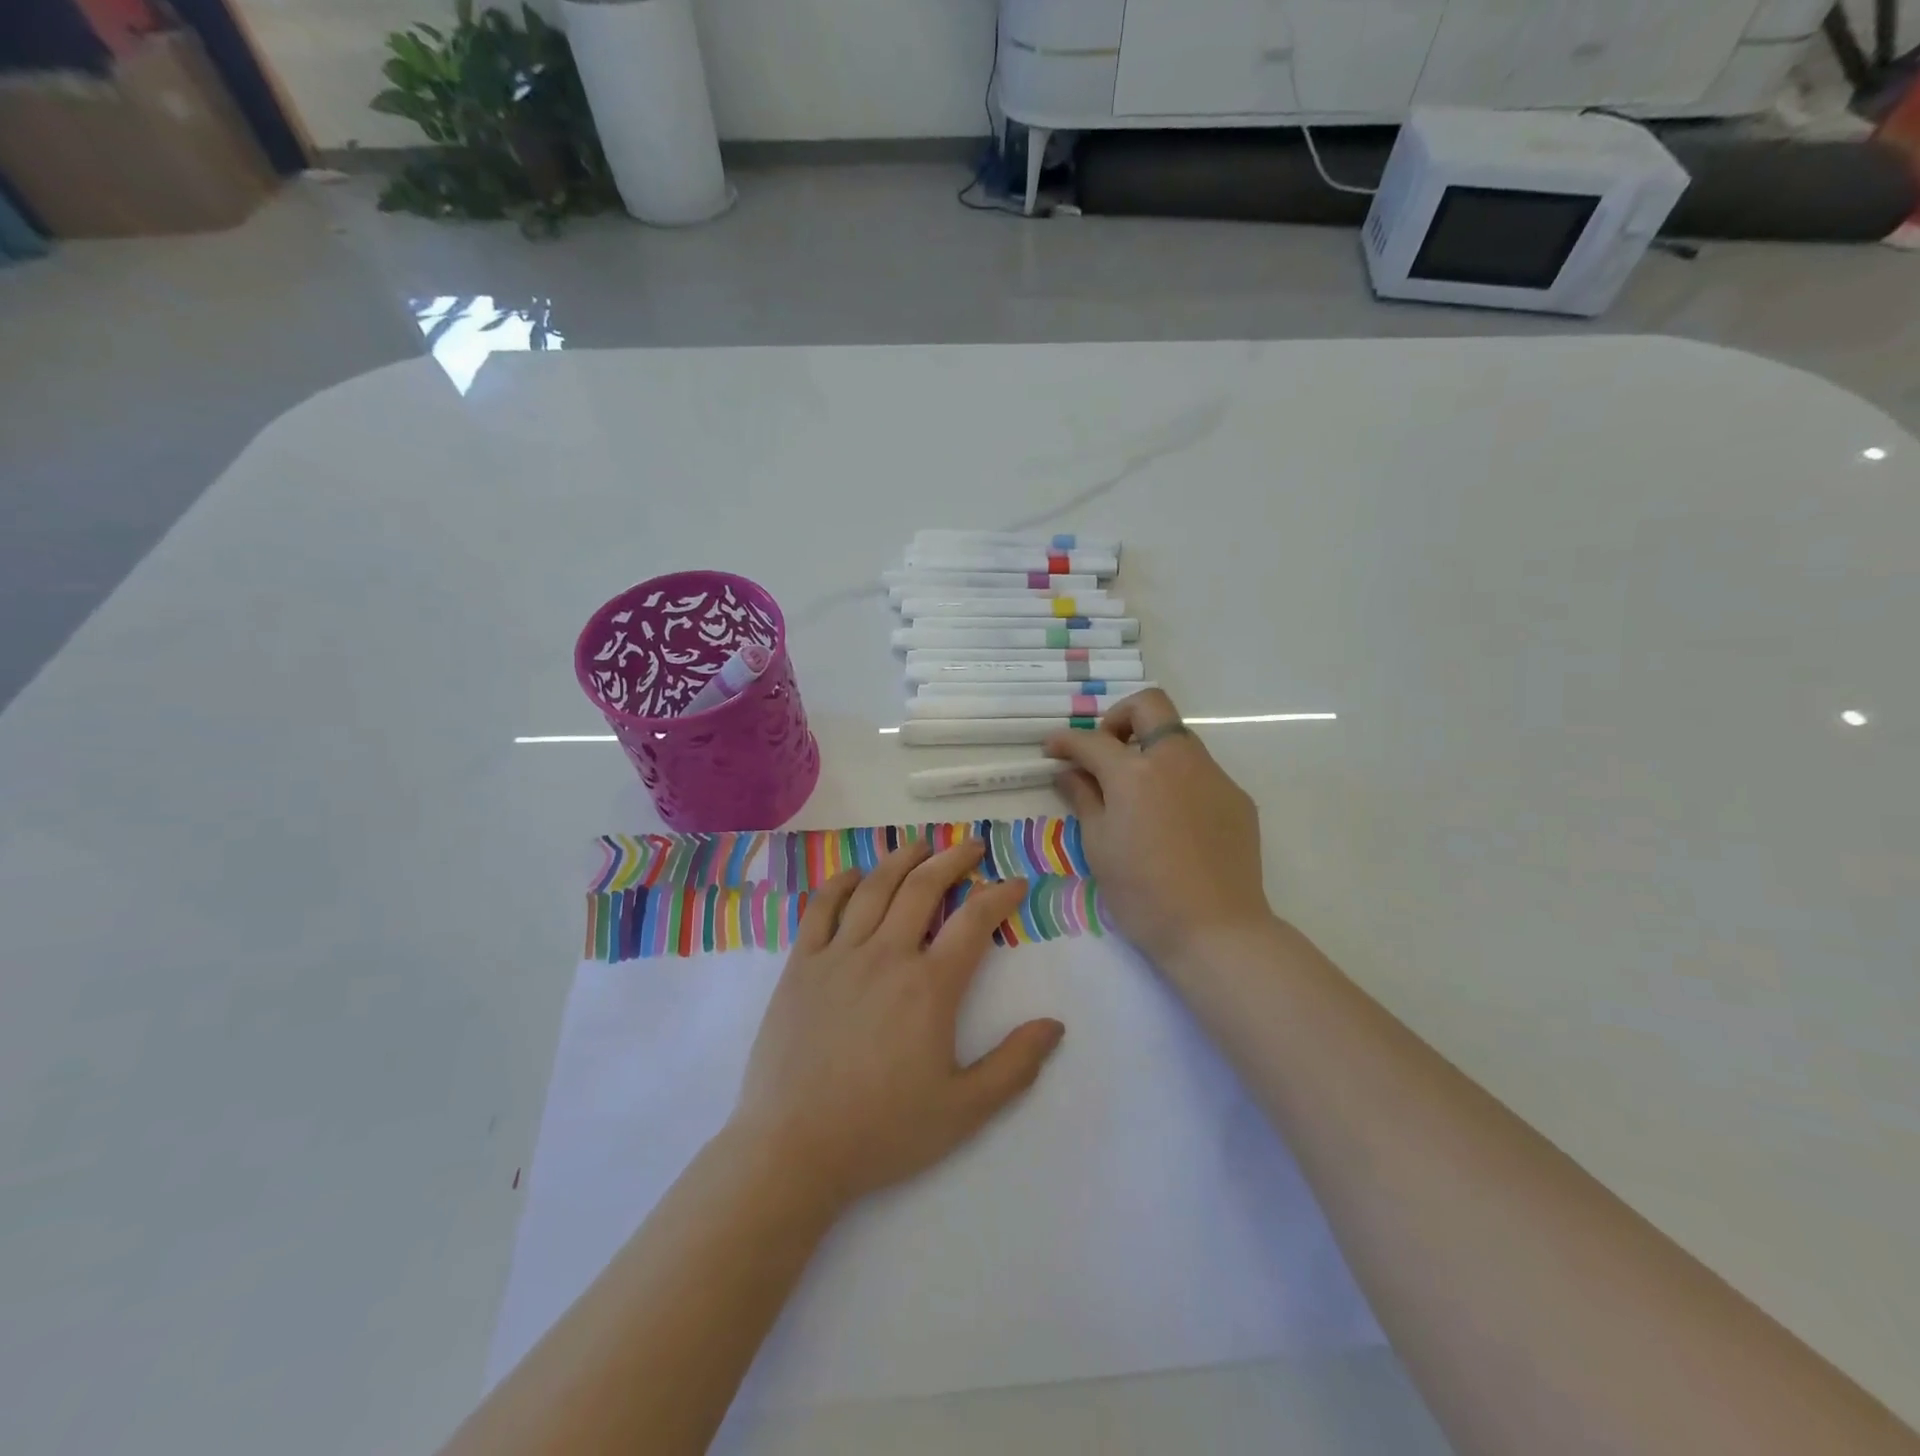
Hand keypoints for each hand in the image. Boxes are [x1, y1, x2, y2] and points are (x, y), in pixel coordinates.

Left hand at [730, 839, 1065, 1208]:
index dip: (1000, 895)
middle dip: (954, 860)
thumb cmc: (883, 1131)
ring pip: (875, 888)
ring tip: (922, 844)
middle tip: (973, 846)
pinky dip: (841, 883)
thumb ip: (1014, 1066)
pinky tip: (857, 873)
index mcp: (929, 987)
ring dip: (902, 858)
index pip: (974, 922)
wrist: (793, 1149)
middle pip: (924, 888)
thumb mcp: (963, 1111)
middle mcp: (886, 956)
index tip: (1015, 883)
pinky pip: (821, 908)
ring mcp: (838, 956)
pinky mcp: (801, 965)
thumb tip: (1055, 1025)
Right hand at [1045, 689, 1272, 967]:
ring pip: (1178, 739)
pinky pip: (1201, 773)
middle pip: (1150, 706)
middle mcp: (1177, 760)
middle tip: (1105, 751)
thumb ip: (1084, 798)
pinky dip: (1177, 780)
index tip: (1053, 750)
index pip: (1092, 740)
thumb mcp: (1099, 846)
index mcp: (1135, 772)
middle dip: (1119, 718)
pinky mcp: (1236, 798)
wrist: (1215, 930)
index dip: (1066, 741)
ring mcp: (1213, 776)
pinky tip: (1171, 821)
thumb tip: (1069, 772)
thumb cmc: (1143, 893)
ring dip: (1150, 749)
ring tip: (1136, 792)